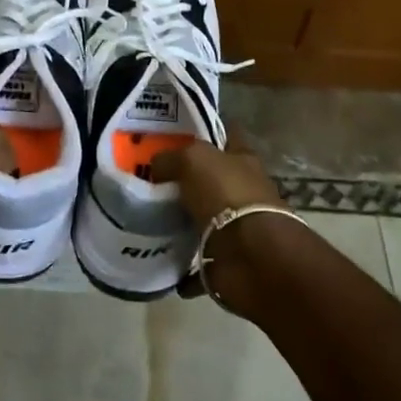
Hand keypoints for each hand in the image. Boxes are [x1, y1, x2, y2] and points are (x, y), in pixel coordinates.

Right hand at [150, 139, 294, 309]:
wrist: (253, 257)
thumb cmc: (227, 195)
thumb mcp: (193, 160)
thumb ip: (172, 157)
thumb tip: (156, 165)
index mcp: (242, 160)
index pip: (226, 135)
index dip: (205, 131)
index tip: (173, 134)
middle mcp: (243, 191)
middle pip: (212, 180)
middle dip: (185, 180)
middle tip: (148, 179)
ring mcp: (237, 228)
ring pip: (205, 221)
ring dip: (183, 224)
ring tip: (147, 221)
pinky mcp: (228, 263)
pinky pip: (200, 265)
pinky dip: (184, 269)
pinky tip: (159, 262)